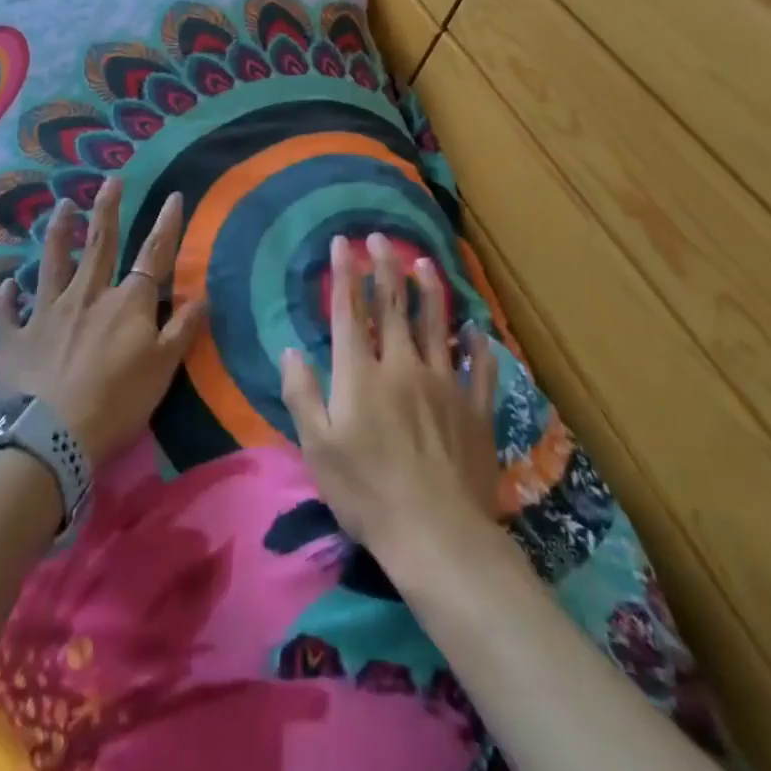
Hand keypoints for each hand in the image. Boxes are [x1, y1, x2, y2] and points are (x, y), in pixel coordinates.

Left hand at [0, 176, 205, 470]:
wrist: (51, 436)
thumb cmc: (117, 403)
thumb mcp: (163, 369)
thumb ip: (182, 329)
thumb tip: (201, 294)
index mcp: (126, 304)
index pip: (152, 256)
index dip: (166, 226)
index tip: (174, 196)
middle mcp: (86, 296)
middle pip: (99, 246)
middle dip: (107, 211)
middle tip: (110, 180)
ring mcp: (46, 313)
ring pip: (52, 264)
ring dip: (58, 233)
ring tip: (62, 206)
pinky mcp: (15, 337)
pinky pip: (6, 312)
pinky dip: (4, 297)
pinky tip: (4, 285)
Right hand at [281, 233, 501, 570]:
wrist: (436, 534)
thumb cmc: (366, 492)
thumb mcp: (317, 448)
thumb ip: (302, 393)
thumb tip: (291, 349)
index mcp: (361, 375)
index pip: (350, 312)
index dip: (345, 274)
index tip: (342, 243)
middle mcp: (403, 366)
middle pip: (393, 306)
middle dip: (385, 267)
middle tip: (381, 237)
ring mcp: (444, 384)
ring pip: (436, 324)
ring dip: (429, 290)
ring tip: (424, 262)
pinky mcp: (474, 407)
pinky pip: (478, 366)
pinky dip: (477, 343)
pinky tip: (476, 327)